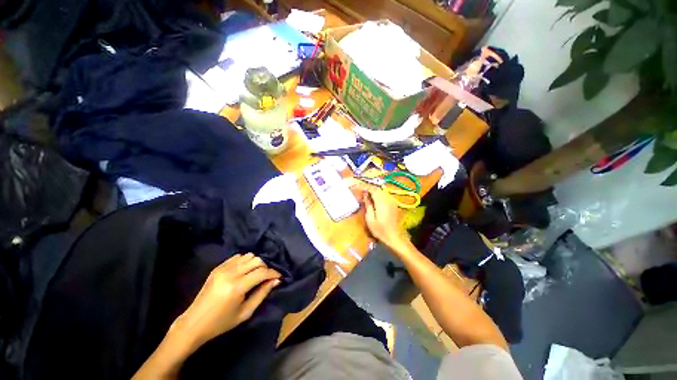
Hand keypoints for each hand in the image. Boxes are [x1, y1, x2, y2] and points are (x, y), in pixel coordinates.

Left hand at [170, 253, 280, 350]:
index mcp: (237, 287)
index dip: (273, 273)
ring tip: (257, 273)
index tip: (279, 276)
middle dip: (266, 267)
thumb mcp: (246, 312)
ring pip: (248, 256)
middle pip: (257, 260)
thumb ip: (262, 293)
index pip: (262, 272)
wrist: (194, 323)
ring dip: (256, 263)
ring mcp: (222, 268)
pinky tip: (245, 271)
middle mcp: (230, 273)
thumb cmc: (221, 322)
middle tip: (267, 277)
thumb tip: (276, 280)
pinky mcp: (218, 267)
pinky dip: (245, 261)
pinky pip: (238, 257)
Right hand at [364, 189, 403, 245]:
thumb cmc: (379, 230)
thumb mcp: (370, 219)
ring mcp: (392, 202)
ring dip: (374, 191)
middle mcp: (388, 200)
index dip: (365, 187)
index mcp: (381, 203)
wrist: (393, 237)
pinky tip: (374, 199)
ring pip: (382, 191)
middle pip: (378, 189)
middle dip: (369, 189)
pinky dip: (379, 195)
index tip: (358, 188)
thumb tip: (365, 195)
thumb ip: (368, 205)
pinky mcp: (394, 204)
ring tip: (366, 195)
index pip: (373, 190)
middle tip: (361, 192)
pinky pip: (385, 195)